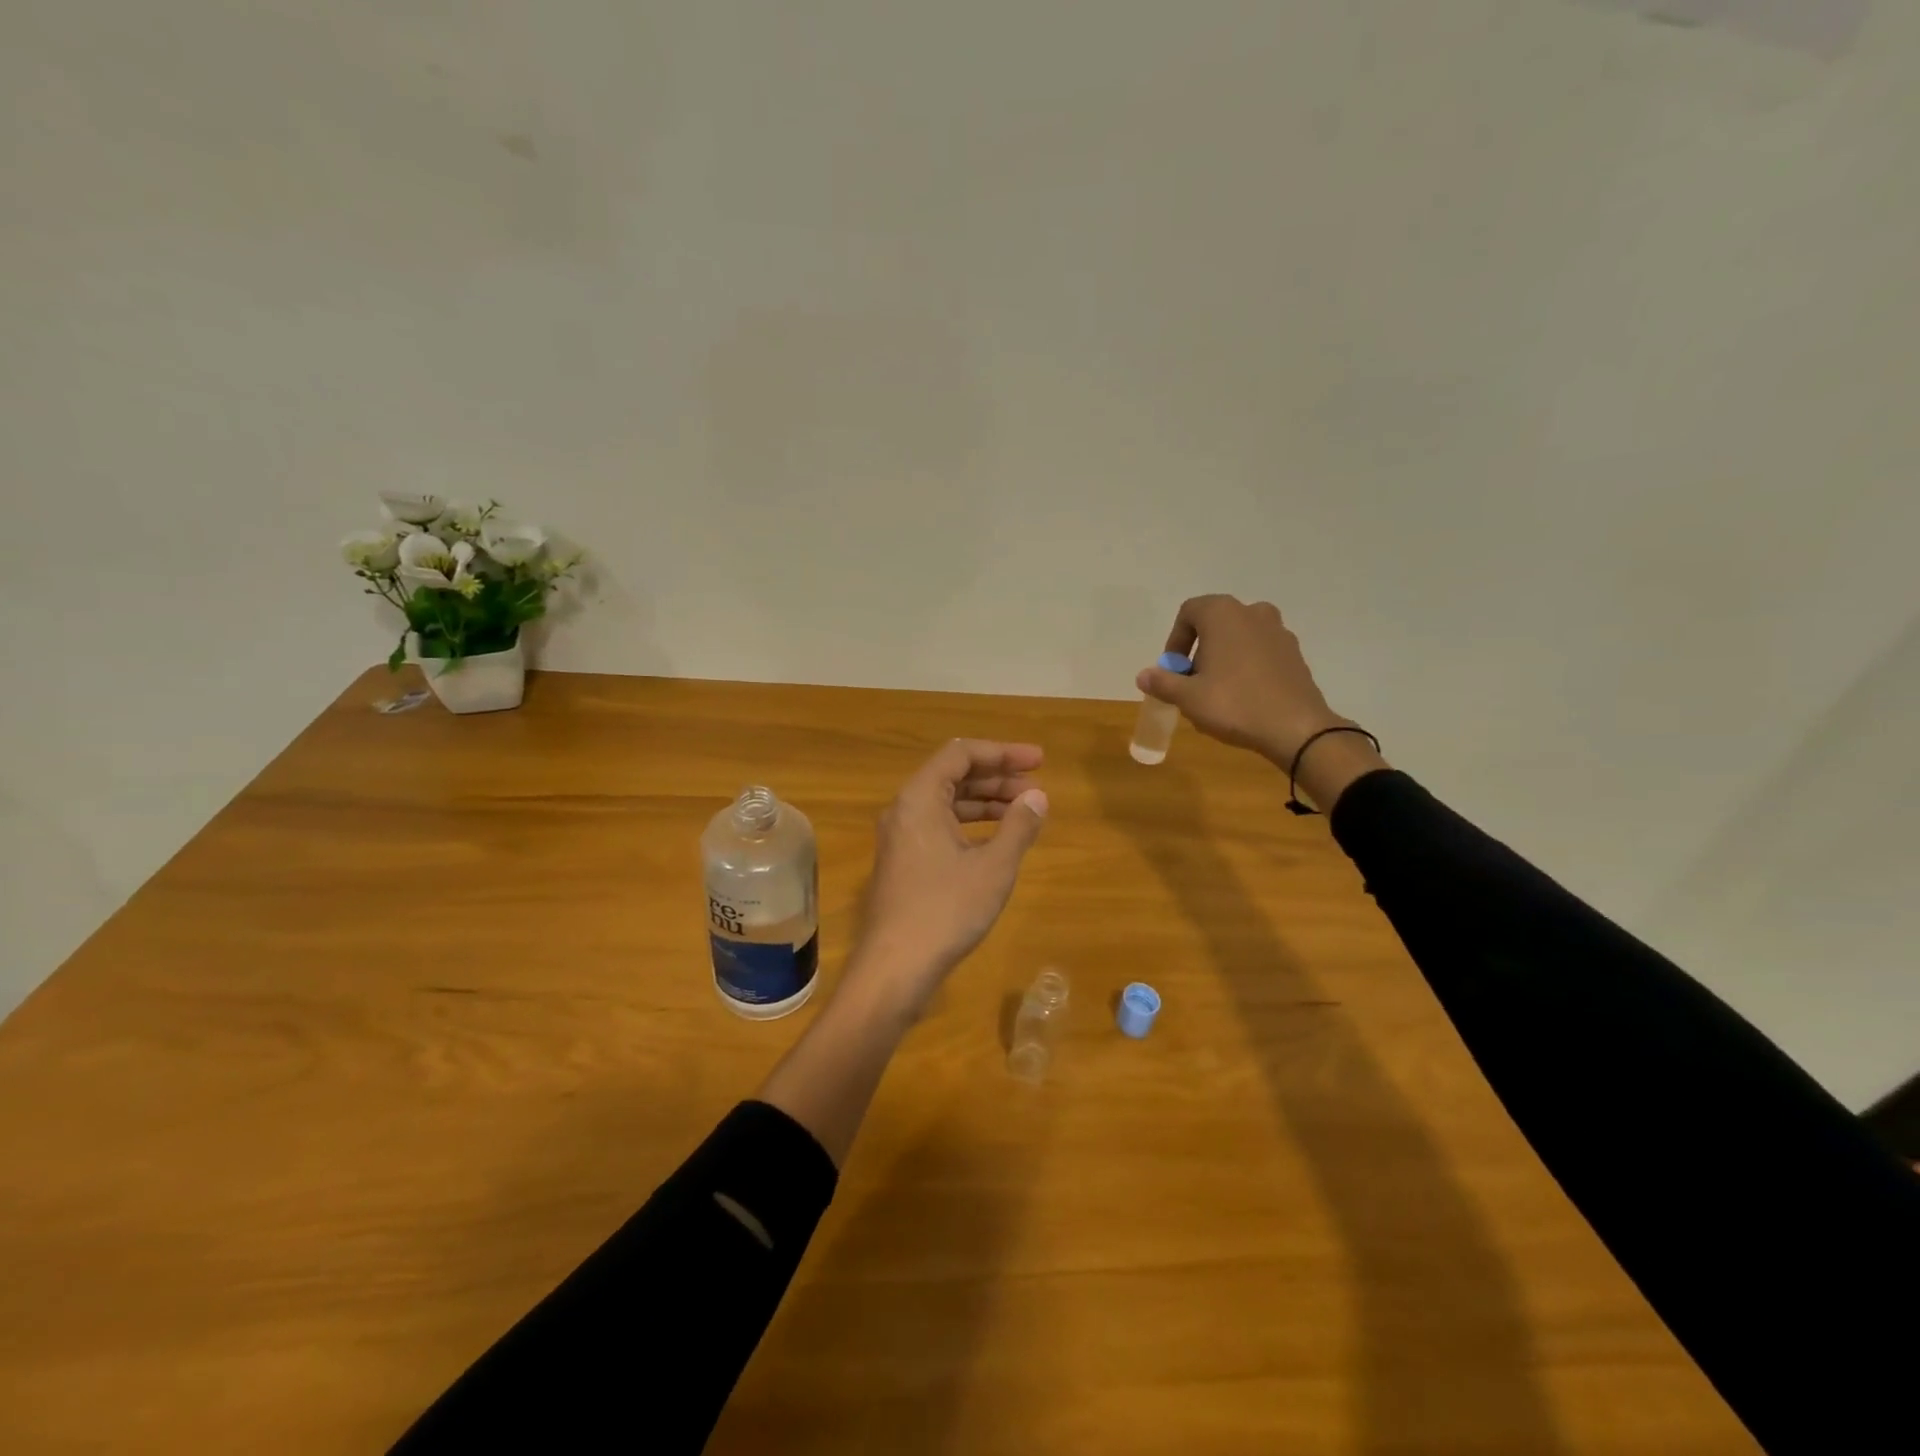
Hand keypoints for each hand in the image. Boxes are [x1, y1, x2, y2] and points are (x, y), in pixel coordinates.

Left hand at [850, 739, 1048, 1008]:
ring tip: (1025, 810)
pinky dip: (971, 825)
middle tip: (1037, 786)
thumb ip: (1018, 826)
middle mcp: (905, 809)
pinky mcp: (904, 861)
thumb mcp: (993, 867)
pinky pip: (940, 826)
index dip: (1003, 752)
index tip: (1039, 761)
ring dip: (986, 802)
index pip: (962, 754)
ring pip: (948, 803)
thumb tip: (1038, 797)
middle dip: (998, 777)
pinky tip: (998, 839)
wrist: (895, 966)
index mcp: (920, 798)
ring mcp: (901, 837)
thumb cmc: (946, 910)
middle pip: (954, 775)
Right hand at [1137, 595, 1346, 765]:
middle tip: (1192, 683)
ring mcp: (1278, 631)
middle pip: (1215, 625)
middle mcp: (1252, 612)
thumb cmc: (1234, 704)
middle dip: (1199, 651)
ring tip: (1217, 693)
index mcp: (1223, 614)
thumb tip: (1143, 675)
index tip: (1173, 670)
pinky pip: (1260, 653)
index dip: (1175, 641)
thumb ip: (1162, 682)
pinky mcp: (1294, 653)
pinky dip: (1247, 667)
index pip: (1188, 612)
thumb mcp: (1188, 697)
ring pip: (1239, 639)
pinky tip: (1244, 698)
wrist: (1296, 728)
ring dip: (1223, 659)